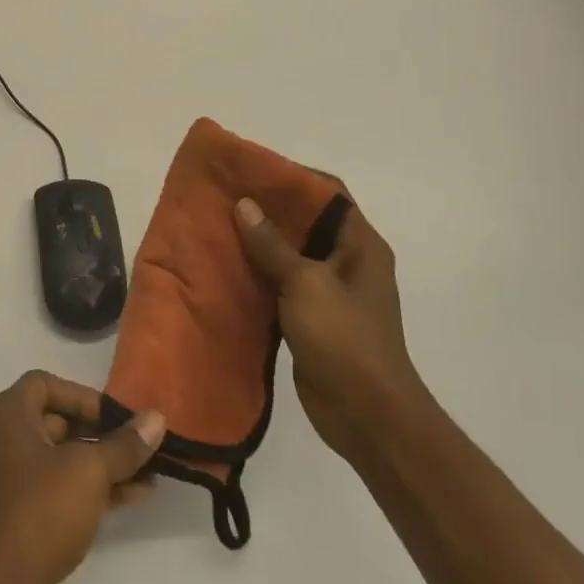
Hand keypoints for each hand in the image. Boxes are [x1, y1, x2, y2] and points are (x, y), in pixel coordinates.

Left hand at [0, 372, 163, 583]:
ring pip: (61, 461)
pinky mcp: (17, 519)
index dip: (82, 395)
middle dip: (100, 433)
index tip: (117, 416)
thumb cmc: (38, 512)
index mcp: (6, 416)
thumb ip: (123, 445)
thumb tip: (155, 418)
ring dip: (102, 465)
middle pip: (55, 422)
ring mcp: (7, 482)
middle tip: (140, 447)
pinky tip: (131, 500)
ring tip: (149, 476)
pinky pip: (58, 491)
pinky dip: (90, 491)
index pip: (44, 384)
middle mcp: (1, 441)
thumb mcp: (88, 472)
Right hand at [234, 193, 421, 461]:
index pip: (329, 194)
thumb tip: (244, 204)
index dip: (293, 177)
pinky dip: (257, 274)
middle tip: (225, 196)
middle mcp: (347, 262)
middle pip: (307, 222)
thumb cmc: (344, 339)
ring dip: (259, 242)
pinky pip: (281, 284)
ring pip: (290, 254)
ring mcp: (330, 292)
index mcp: (360, 245)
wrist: (366, 414)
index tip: (252, 170)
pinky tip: (225, 268)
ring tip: (217, 226)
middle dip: (268, 208)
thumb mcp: (305, 284)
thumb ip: (272, 245)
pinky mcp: (311, 318)